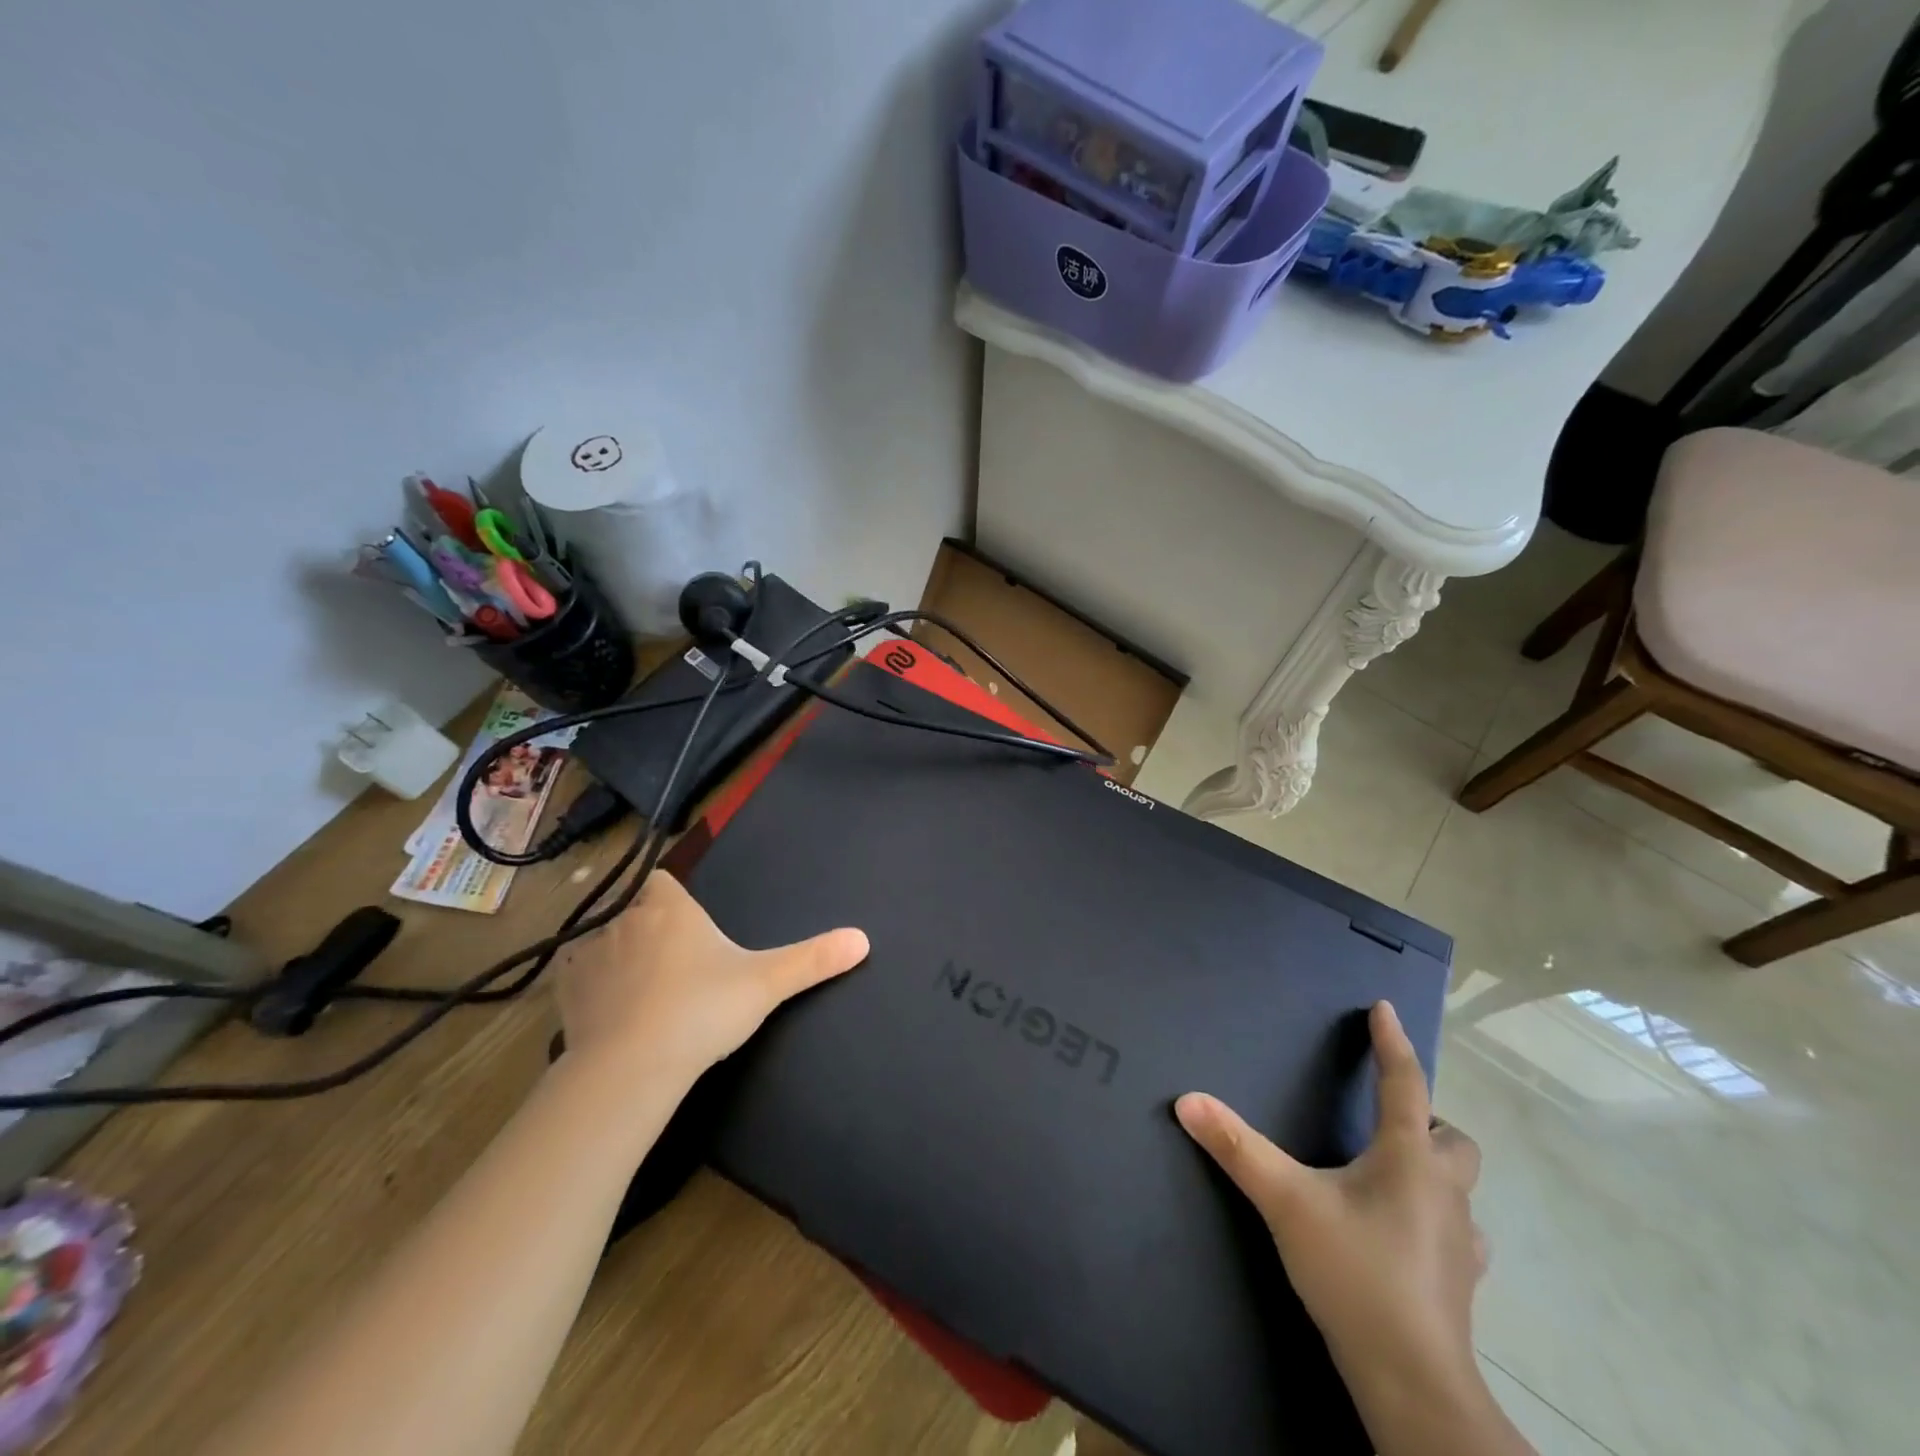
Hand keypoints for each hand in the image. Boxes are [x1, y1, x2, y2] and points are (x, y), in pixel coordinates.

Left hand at [554, 870, 868, 1088]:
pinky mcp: (565, 992)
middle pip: (634, 911)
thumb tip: (863, 938)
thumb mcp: (766, 983)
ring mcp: (589, 955)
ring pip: (603, 943)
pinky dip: (589, 986)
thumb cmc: (702, 1010)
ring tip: (640, 993)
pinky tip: (608, 1011)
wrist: (632, 1067)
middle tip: (674, 967)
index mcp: (670, 908)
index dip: (671, 897)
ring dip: (618, 958)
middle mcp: (625, 920)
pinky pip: (576, 976)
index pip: (662, 880)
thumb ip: (813, 960)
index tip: (686, 923)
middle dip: (649, 930)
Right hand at [1177, 1003, 1502, 1444]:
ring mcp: (1461, 1241)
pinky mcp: (1461, 1281)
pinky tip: (1407, 1233)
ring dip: (1434, 1170)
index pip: (1404, 1084)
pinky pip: (1459, 1233)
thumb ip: (1237, 1147)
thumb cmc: (1354, 1271)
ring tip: (1392, 1175)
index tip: (1385, 1009)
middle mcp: (1443, 1191)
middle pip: (1453, 1139)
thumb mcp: (1285, 1201)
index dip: (1392, 1043)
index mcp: (1407, 1159)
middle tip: (1387, 1120)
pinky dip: (1437, 1219)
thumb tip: (1188, 1099)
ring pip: (1461, 1186)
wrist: (1412, 1380)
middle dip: (1426, 1120)